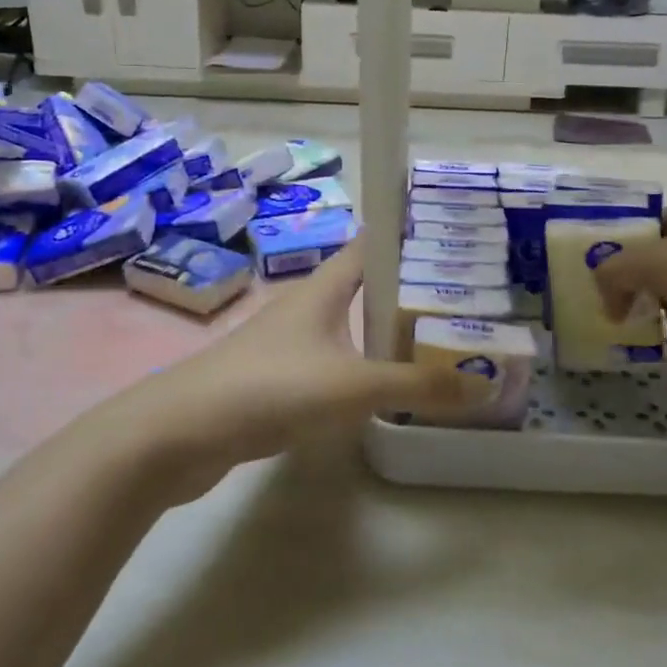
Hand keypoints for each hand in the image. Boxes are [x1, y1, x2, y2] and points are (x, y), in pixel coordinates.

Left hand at [128, 238, 491, 501]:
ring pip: (348, 326)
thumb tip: (484, 384)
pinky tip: (382, 389)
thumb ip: (418, 385)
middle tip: (462, 302)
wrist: (181, 433)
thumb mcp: (354, 386)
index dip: (407, 234)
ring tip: (434, 343)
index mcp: (324, 288)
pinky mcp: (277, 379)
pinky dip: (361, 367)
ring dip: (384, 331)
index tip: (452, 236)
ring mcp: (288, 343)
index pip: (371, 244)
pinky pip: (333, 361)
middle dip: (408, 290)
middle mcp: (307, 306)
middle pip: (364, 286)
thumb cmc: (272, 388)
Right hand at [591, 209, 666, 463]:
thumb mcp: (662, 261)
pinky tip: (601, 338)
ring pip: (636, 295)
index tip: (578, 237)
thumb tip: (601, 295)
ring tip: (573, 307)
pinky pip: (643, 332)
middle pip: (636, 258)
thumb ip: (617, 266)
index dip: (618, 223)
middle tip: (564, 277)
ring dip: (609, 300)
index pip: (646, 218)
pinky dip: (623, 334)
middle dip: (604, 265)